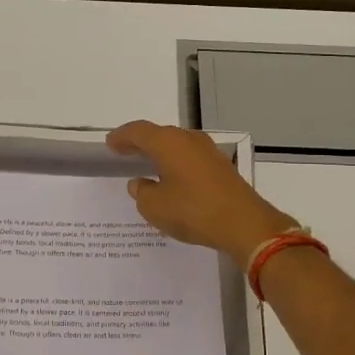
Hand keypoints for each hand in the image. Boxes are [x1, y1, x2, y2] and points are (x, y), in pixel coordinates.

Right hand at [106, 120, 296, 260]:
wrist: (244, 223)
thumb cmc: (193, 211)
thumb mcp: (155, 207)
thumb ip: (142, 192)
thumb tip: (140, 183)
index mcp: (168, 142)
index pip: (139, 131)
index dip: (122, 137)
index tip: (110, 143)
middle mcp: (188, 140)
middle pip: (159, 135)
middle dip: (141, 143)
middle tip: (125, 151)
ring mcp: (209, 152)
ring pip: (177, 146)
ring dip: (160, 153)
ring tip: (147, 164)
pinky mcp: (221, 167)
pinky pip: (190, 158)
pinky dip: (176, 163)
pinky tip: (172, 178)